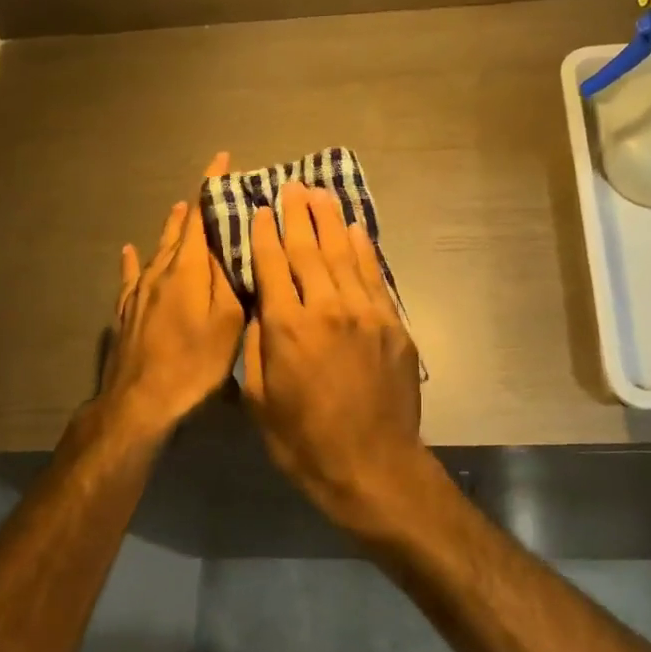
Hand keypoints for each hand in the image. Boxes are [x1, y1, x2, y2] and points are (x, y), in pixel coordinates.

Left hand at [99, 152, 245, 440]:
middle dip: (196, 206)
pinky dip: (136, 259)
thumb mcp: (228, 321)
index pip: (200, 215)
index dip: (211, 186)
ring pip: (158, 248)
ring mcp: (139, 290)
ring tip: (180, 208)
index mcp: (188, 268)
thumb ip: (228, 277)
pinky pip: (132, 274)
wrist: (140, 401)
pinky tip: (130, 249)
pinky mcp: (126, 310)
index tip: (222, 160)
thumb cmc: (195, 362)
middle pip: (179, 228)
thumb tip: (228, 240)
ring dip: (172, 227)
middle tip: (212, 190)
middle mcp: (161, 269)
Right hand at [243, 180, 427, 530]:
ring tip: (320, 193)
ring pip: (345, 255)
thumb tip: (260, 305)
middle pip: (310, 250)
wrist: (372, 465)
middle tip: (290, 186)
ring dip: (331, 221)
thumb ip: (257, 344)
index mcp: (288, 328)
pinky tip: (355, 230)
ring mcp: (366, 313)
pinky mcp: (393, 324)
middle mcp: (327, 309)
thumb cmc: (303, 440)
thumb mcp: (258, 398)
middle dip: (297, 215)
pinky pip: (375, 276)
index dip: (264, 234)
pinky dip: (363, 249)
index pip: (273, 266)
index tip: (259, 209)